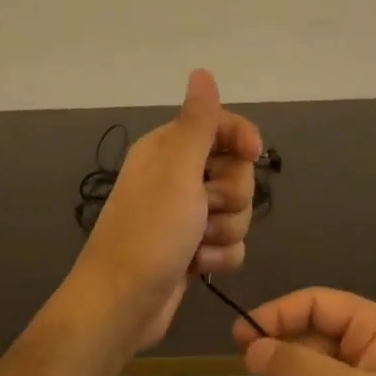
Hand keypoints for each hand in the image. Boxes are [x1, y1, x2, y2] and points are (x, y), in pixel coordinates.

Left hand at [70, 69, 262, 351]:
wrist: (122, 303)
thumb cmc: (149, 232)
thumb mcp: (176, 170)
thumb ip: (197, 122)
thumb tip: (201, 72)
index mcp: (168, 150)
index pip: (219, 126)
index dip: (241, 137)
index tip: (253, 154)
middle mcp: (177, 178)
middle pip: (235, 172)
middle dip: (231, 196)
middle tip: (203, 209)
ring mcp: (185, 216)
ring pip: (237, 211)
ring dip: (224, 231)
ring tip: (196, 245)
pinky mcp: (193, 249)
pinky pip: (230, 244)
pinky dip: (218, 257)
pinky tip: (197, 267)